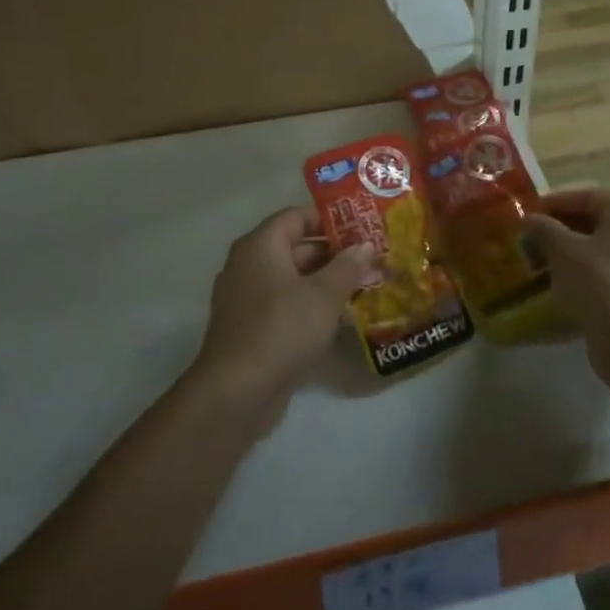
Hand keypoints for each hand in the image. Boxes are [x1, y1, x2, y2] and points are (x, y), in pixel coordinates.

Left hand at [195, 207, 378, 416]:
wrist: (237, 392)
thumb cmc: (282, 329)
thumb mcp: (324, 295)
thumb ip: (347, 266)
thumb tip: (365, 244)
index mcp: (260, 245)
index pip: (297, 216)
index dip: (330, 219)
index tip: (362, 228)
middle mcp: (248, 265)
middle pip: (296, 247)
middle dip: (335, 254)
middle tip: (372, 260)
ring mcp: (246, 298)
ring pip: (293, 279)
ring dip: (326, 282)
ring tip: (365, 287)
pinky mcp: (251, 328)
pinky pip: (285, 304)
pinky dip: (310, 305)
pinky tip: (341, 318)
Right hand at [523, 189, 609, 376]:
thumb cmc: (599, 284)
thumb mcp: (563, 251)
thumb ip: (544, 228)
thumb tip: (529, 218)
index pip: (582, 196)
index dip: (550, 205)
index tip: (525, 215)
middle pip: (595, 219)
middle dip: (561, 229)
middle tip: (531, 241)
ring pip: (605, 245)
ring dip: (574, 251)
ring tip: (543, 262)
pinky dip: (590, 270)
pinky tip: (567, 283)